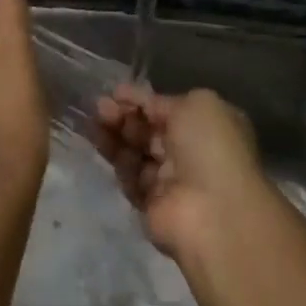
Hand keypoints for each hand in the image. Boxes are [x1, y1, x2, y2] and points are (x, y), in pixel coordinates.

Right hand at [93, 84, 270, 258]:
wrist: (212, 212)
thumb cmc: (210, 149)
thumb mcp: (197, 105)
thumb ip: (164, 100)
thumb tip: (143, 104)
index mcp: (207, 126)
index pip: (167, 109)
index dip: (141, 100)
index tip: (115, 92)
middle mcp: (189, 152)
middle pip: (148, 130)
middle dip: (124, 116)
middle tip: (100, 107)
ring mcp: (170, 179)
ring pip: (135, 151)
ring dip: (114, 134)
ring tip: (93, 122)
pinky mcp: (150, 203)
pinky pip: (129, 176)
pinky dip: (114, 160)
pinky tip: (99, 144)